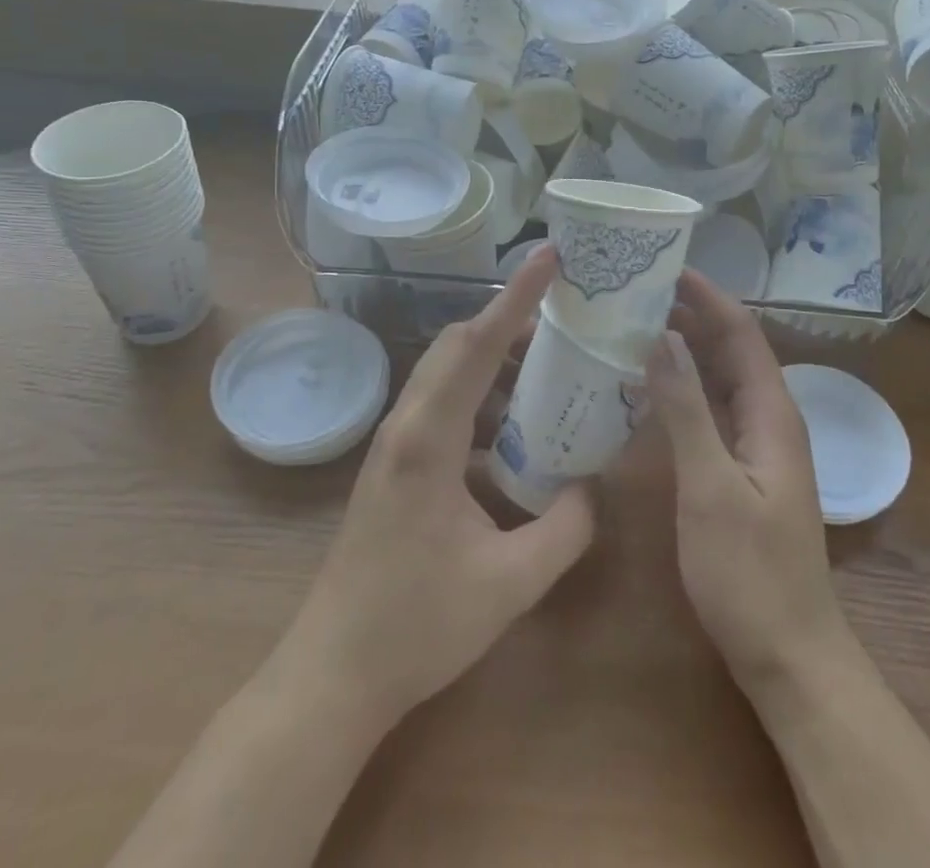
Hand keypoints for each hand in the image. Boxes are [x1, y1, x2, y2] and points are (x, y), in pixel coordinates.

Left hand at [279, 246, 594, 727]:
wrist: (335, 673)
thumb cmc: (417, 625)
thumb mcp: (510, 583)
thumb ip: (567, 528)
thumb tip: (595, 485)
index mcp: (429, 438)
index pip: (479, 344)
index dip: (517, 296)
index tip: (549, 256)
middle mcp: (407, 424)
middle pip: (458, 345)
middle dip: (509, 320)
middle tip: (564, 318)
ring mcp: (395, 443)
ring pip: (447, 371)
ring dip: (494, 358)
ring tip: (548, 367)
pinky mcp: (396, 464)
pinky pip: (442, 403)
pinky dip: (481, 394)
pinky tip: (514, 426)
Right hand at [652, 272, 852, 691]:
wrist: (788, 654)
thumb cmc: (749, 572)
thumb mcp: (709, 487)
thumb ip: (686, 410)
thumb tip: (661, 338)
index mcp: (772, 413)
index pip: (741, 333)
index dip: (708, 297)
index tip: (666, 268)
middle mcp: (769, 419)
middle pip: (732, 350)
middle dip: (692, 315)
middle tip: (638, 292)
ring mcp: (757, 446)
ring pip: (721, 379)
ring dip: (686, 349)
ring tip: (635, 325)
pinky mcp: (742, 469)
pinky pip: (713, 409)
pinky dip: (684, 388)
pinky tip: (648, 387)